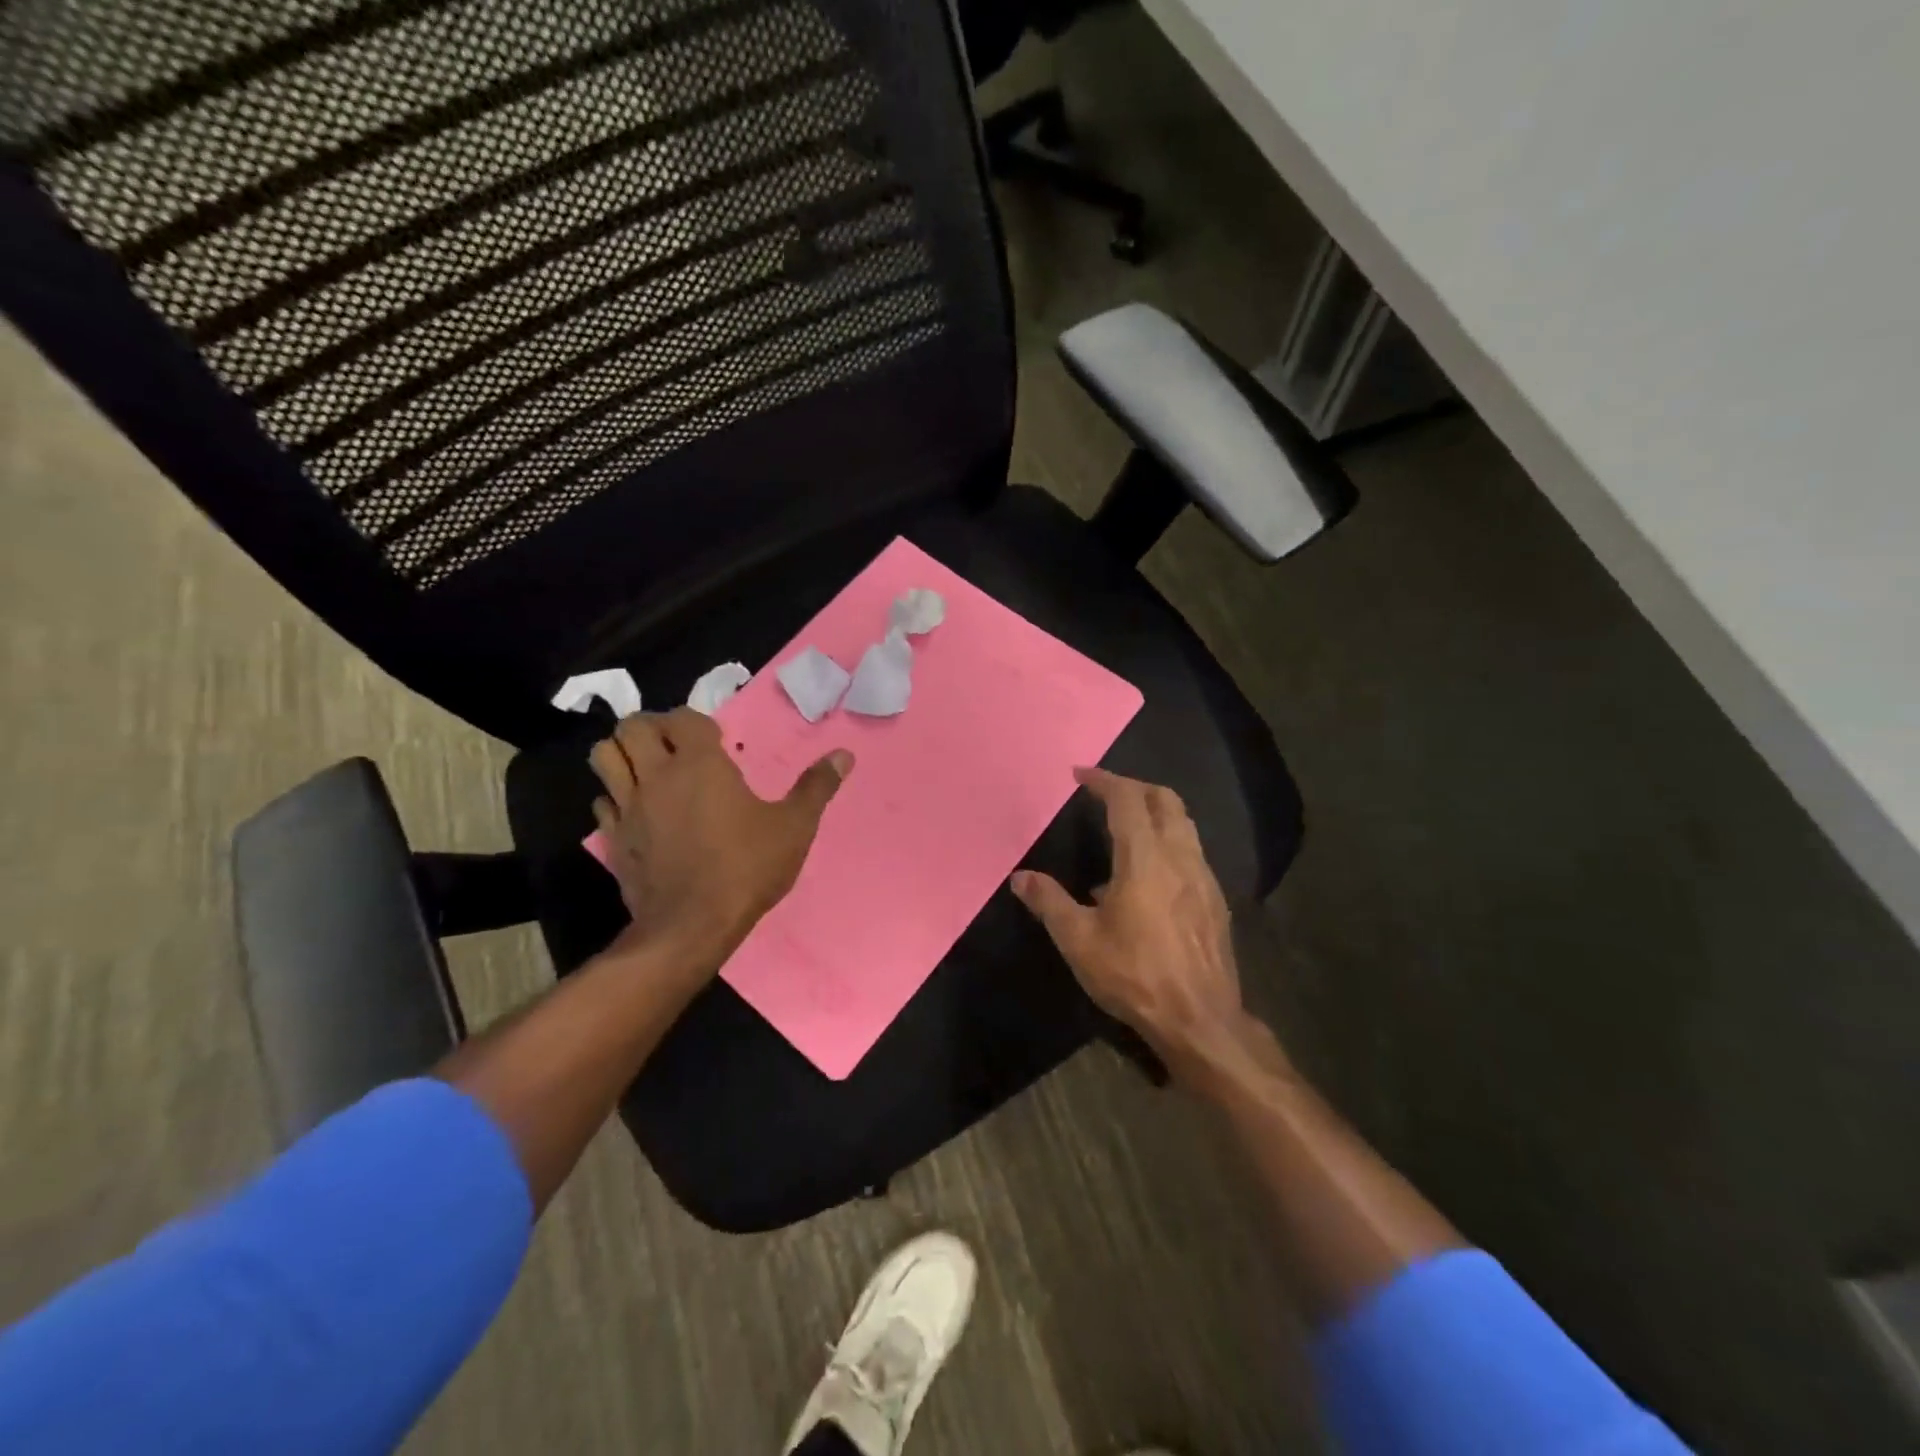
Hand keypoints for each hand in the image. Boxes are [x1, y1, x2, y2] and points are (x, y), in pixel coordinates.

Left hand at [589, 708, 851, 964]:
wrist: (692, 926)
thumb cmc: (746, 868)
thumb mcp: (794, 827)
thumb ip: (816, 787)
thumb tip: (844, 755)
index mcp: (699, 764)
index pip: (683, 718)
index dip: (697, 722)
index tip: (715, 740)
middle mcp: (656, 775)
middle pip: (632, 726)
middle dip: (650, 727)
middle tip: (674, 745)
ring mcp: (629, 807)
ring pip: (604, 757)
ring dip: (623, 753)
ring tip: (647, 766)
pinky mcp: (612, 838)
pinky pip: (602, 802)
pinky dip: (614, 797)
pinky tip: (637, 810)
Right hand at [1012, 767, 1251, 1085]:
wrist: (1200, 1020)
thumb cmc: (1135, 976)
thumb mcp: (1079, 941)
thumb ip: (1049, 903)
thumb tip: (1020, 877)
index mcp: (1145, 858)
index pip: (1127, 799)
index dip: (1104, 780)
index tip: (1080, 774)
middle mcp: (1180, 856)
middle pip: (1165, 799)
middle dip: (1134, 786)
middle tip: (1105, 792)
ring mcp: (1204, 877)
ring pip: (1184, 823)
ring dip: (1155, 811)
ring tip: (1125, 826)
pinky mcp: (1215, 900)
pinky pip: (1192, 851)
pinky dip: (1169, 841)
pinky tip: (1147, 875)